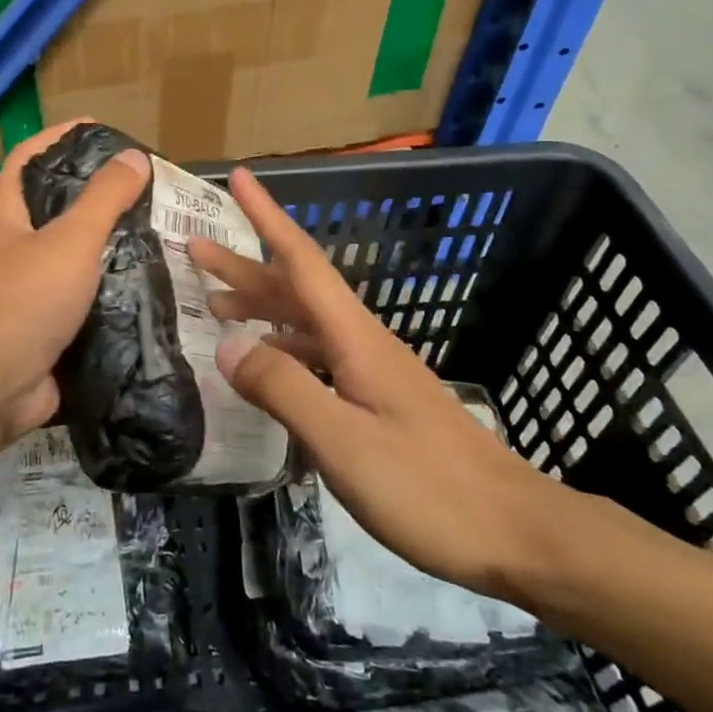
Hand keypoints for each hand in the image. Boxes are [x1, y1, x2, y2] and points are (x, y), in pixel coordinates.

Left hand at [0, 121, 149, 453]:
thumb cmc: (22, 301)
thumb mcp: (69, 240)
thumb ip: (104, 199)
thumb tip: (134, 157)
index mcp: (6, 215)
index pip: (29, 157)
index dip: (61, 137)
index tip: (104, 131)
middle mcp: (11, 248)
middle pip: (55, 207)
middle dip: (97, 195)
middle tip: (146, 189)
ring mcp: (26, 291)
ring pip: (73, 256)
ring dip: (109, 246)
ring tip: (158, 234)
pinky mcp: (44, 328)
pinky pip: (82, 300)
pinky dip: (111, 292)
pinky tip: (149, 287)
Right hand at [189, 167, 570, 600]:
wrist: (517, 533)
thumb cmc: (429, 487)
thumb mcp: (344, 443)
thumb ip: (284, 390)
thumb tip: (227, 345)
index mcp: (355, 338)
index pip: (302, 261)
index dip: (267, 217)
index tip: (240, 178)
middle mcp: (362, 342)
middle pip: (297, 288)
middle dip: (245, 265)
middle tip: (195, 249)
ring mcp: (373, 371)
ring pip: (305, 322)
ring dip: (260, 307)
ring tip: (214, 307)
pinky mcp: (378, 401)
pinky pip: (317, 356)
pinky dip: (281, 349)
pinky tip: (265, 368)